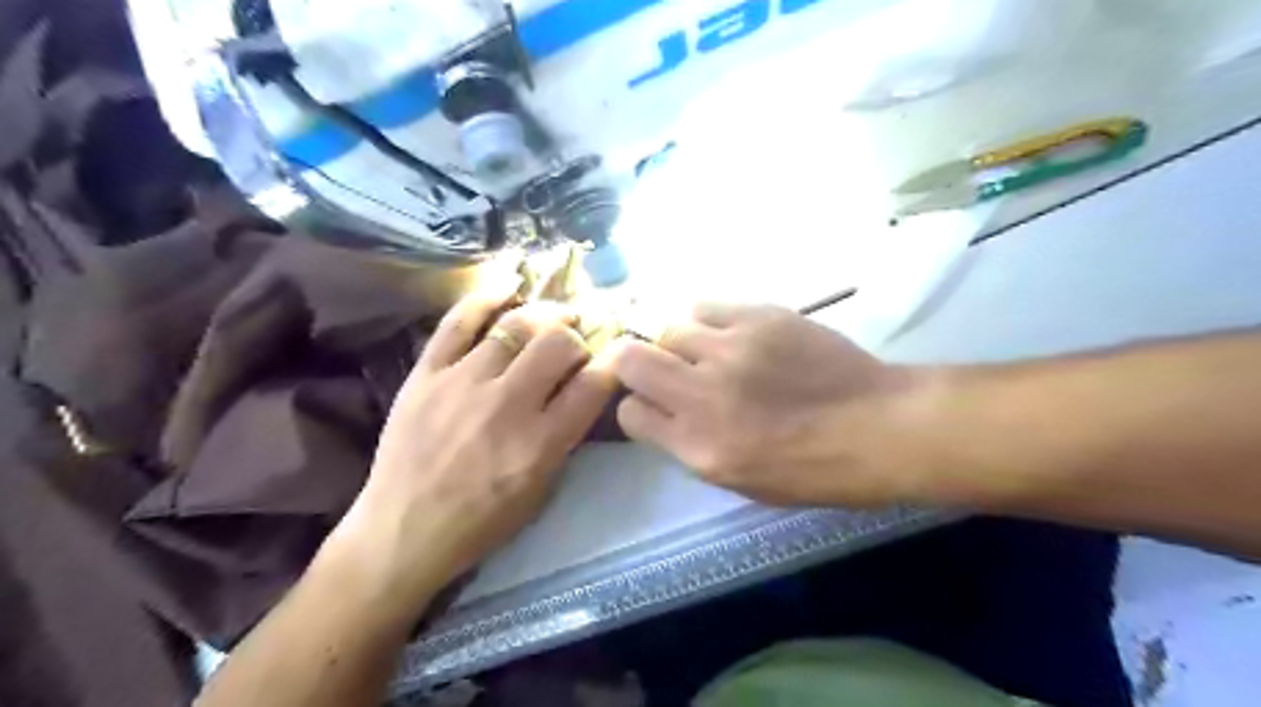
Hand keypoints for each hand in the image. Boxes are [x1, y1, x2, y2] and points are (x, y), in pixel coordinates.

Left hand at [336, 278, 619, 599]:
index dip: (614, 363)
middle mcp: (507, 405)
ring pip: (516, 325)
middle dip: (576, 338)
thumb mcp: (541, 491)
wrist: (403, 531)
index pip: (593, 385)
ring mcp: (463, 383)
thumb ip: (566, 438)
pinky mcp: (427, 374)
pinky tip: (508, 285)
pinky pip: (458, 321)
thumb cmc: (481, 522)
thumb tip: (582, 392)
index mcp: (541, 443)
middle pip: (558, 344)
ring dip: (544, 315)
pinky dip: (486, 297)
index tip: (617, 356)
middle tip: (575, 344)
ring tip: (554, 316)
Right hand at [614, 301, 923, 505]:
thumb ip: (693, 446)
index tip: (655, 406)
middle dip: (635, 365)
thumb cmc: (816, 470)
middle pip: (631, 359)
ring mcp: (730, 350)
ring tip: (708, 353)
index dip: (638, 409)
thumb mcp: (743, 481)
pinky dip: (707, 322)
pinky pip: (705, 307)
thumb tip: (668, 415)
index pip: (631, 414)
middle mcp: (703, 396)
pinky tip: (728, 335)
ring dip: (680, 344)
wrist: (880, 427)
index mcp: (700, 447)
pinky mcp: (758, 317)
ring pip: (669, 329)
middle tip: (662, 370)